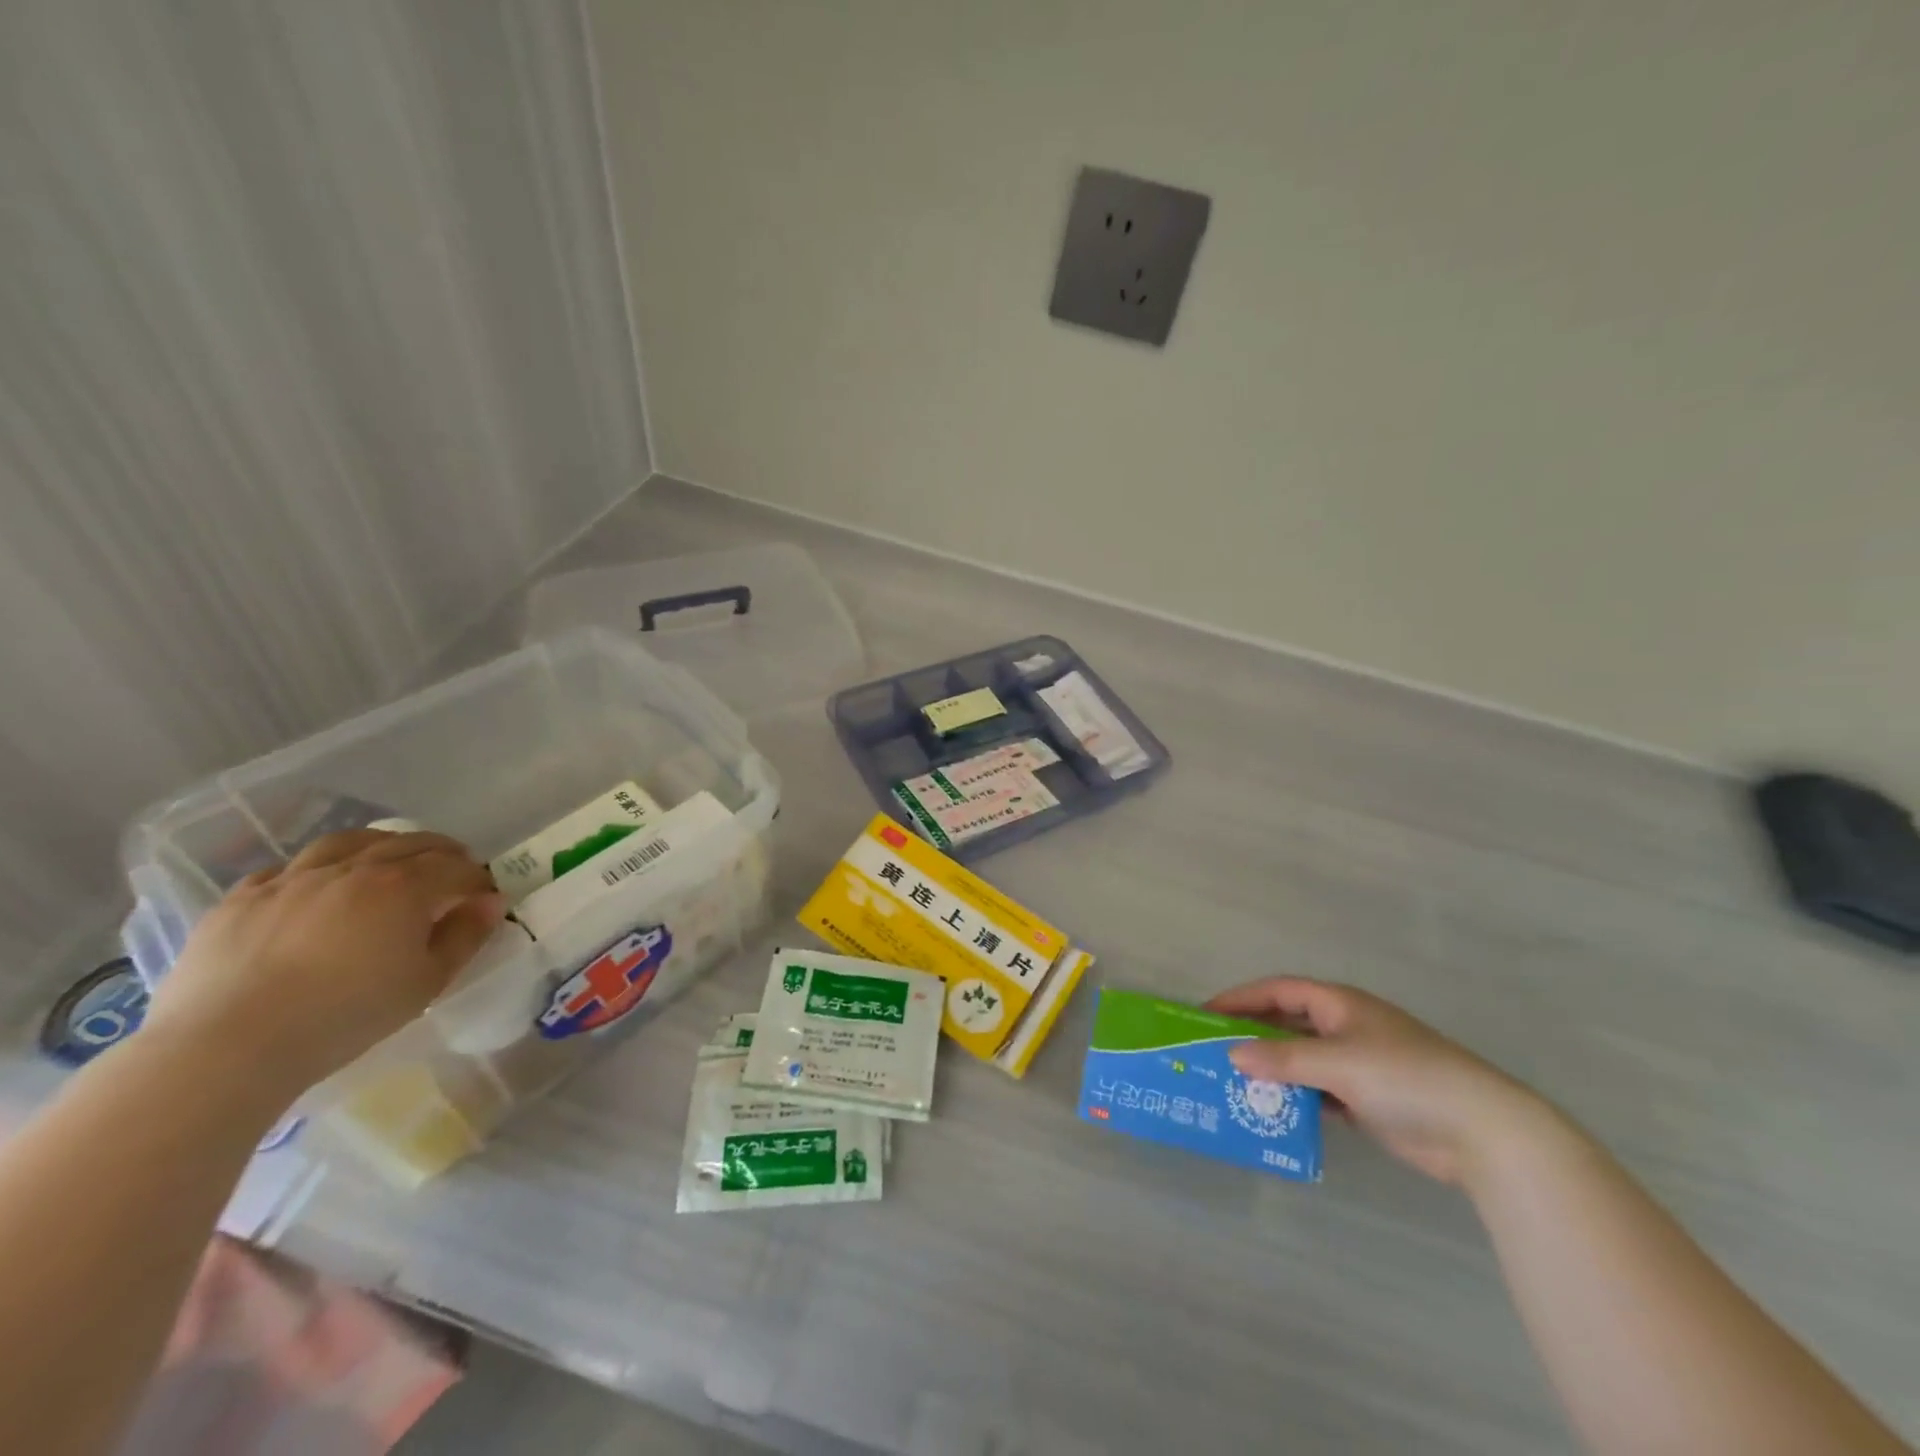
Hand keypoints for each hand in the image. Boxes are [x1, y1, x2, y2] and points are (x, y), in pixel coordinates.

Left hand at [144, 830, 503, 1096]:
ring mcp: (292, 879)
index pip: (456, 867)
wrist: (227, 1046)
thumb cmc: (345, 1016)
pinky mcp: (242, 898)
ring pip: (347, 842)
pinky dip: (314, 870)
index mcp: (403, 887)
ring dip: (380, 845)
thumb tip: (490, 902)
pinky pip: (286, 869)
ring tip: (388, 860)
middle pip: (408, 843)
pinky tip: (315, 889)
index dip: (477, 878)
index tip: (484, 896)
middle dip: (440, 852)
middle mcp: (353, 868)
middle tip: (452, 868)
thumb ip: (464, 937)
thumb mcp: (425, 983)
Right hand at [1206, 978, 1552, 1186]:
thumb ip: (1283, 1059)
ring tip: (1233, 1085)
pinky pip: (1319, 1092)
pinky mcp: (1368, 1100)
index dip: (1241, 998)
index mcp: (1340, 1005)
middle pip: (1287, 1024)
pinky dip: (1296, 1098)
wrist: (1484, 1133)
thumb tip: (1232, 1053)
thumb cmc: (1406, 1079)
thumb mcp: (1338, 1063)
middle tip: (1212, 1051)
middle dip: (1252, 1035)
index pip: (1279, 991)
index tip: (1206, 1013)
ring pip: (1302, 1061)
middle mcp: (1346, 1028)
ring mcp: (1359, 1065)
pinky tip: (1273, 1112)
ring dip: (1272, 1071)